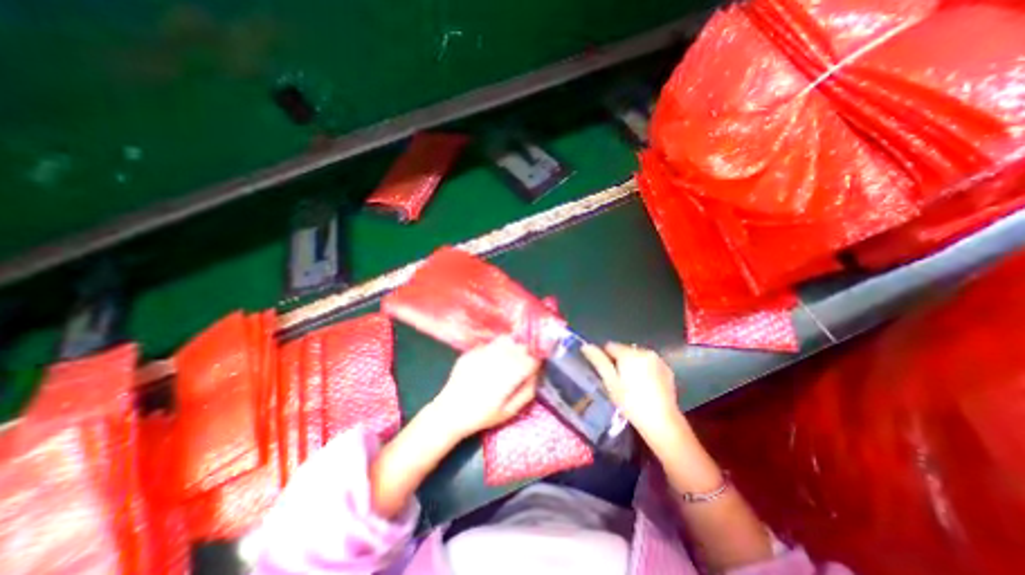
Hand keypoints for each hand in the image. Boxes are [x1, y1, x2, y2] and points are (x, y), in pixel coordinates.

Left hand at [430, 337, 539, 440]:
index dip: (536, 362)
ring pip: (506, 340)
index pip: (532, 358)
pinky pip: (490, 344)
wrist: (450, 412)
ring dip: (511, 347)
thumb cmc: (483, 415)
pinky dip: (495, 348)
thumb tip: (536, 374)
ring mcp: (484, 352)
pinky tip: (490, 361)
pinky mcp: (472, 351)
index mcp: (511, 374)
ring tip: (508, 359)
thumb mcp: (510, 411)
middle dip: (525, 353)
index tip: (534, 367)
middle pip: (521, 346)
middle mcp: (500, 358)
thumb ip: (527, 391)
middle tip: (521, 364)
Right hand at [581, 343, 683, 445]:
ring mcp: (658, 360)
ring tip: (632, 386)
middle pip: (624, 350)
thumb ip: (598, 361)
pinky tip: (645, 387)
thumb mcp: (610, 382)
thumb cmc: (631, 402)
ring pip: (636, 357)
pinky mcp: (667, 370)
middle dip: (619, 362)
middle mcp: (645, 351)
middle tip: (618, 383)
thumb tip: (585, 345)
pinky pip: (649, 364)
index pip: (609, 346)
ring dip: (632, 365)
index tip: (606, 375)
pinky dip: (644, 370)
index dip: (604, 358)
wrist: (662, 422)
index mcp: (629, 353)